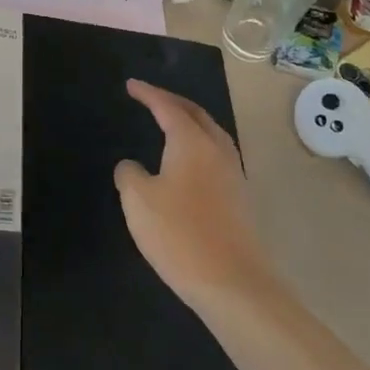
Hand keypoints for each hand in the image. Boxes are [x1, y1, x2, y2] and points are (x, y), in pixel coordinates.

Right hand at [115, 79, 276, 307]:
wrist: (233, 283)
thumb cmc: (179, 234)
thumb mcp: (138, 201)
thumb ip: (130, 174)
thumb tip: (132, 166)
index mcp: (192, 142)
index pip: (167, 107)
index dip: (148, 94)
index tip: (131, 85)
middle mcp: (217, 150)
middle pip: (196, 115)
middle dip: (173, 102)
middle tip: (151, 98)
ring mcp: (234, 174)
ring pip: (212, 135)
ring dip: (191, 123)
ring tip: (172, 125)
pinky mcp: (240, 198)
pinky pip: (217, 156)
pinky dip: (199, 146)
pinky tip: (189, 164)